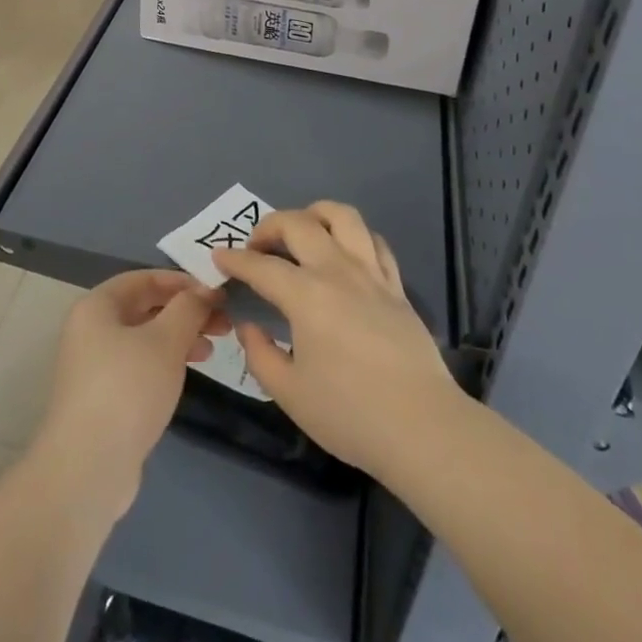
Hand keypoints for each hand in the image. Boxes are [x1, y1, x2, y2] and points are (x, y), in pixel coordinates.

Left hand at [32, 271, 225, 514]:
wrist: (88, 469)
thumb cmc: (127, 389)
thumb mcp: (165, 340)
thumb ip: (188, 308)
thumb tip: (204, 290)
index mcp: (97, 306)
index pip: (144, 278)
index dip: (182, 281)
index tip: (216, 292)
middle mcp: (91, 329)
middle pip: (145, 307)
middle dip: (185, 311)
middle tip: (223, 321)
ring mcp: (95, 366)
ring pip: (145, 338)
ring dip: (180, 337)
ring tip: (212, 348)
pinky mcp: (104, 398)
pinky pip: (140, 366)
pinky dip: (166, 362)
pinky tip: (188, 373)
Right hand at [213, 203, 461, 480]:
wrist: (422, 427)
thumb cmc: (350, 414)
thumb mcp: (290, 394)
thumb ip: (260, 355)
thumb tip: (248, 327)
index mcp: (306, 295)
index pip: (261, 266)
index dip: (235, 260)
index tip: (218, 257)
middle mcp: (337, 271)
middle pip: (299, 224)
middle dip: (269, 226)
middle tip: (256, 246)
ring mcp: (370, 273)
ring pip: (342, 216)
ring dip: (314, 214)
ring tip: (302, 232)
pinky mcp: (395, 285)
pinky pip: (374, 241)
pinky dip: (353, 236)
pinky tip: (344, 253)